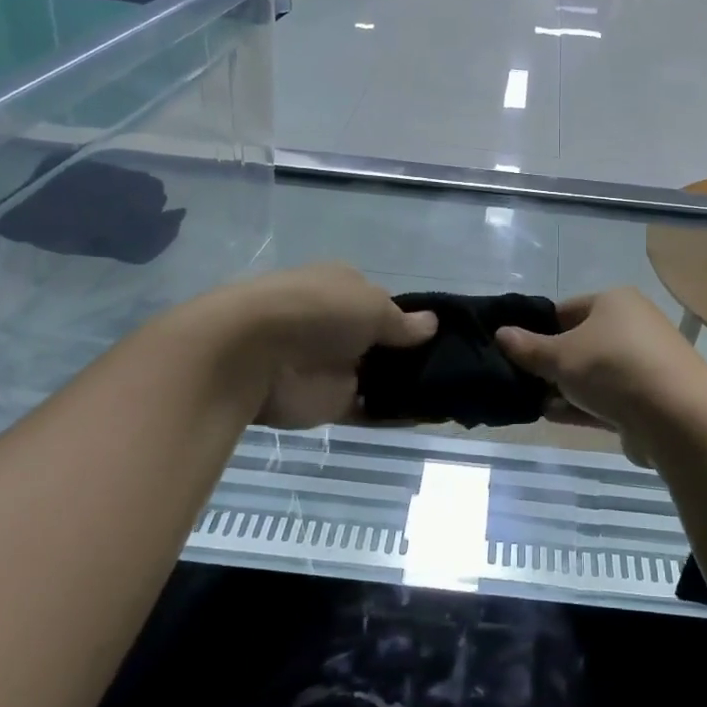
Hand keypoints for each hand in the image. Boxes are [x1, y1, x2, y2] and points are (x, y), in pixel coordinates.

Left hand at [191, 264, 435, 429]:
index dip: (411, 320)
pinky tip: (427, 417)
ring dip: (404, 385)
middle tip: (453, 368)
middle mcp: (338, 325)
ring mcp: (334, 365)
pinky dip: (392, 415)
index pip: (384, 304)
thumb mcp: (372, 304)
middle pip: (383, 342)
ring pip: (378, 376)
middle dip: (411, 355)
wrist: (253, 354)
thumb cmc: (318, 311)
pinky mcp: (329, 402)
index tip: (444, 337)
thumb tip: (432, 324)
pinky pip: (368, 409)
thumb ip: (403, 321)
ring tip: (449, 394)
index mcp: (344, 288)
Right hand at [494, 289, 706, 443]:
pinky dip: (582, 405)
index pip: (566, 309)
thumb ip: (529, 348)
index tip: (515, 350)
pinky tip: (553, 416)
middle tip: (520, 379)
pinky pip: (608, 398)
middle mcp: (633, 326)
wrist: (678, 416)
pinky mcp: (650, 399)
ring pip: (594, 373)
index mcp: (614, 302)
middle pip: (581, 342)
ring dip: (565, 387)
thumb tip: (502, 334)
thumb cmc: (613, 368)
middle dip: (552, 362)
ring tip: (531, 402)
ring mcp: (644, 364)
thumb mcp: (561, 356)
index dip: (538, 328)